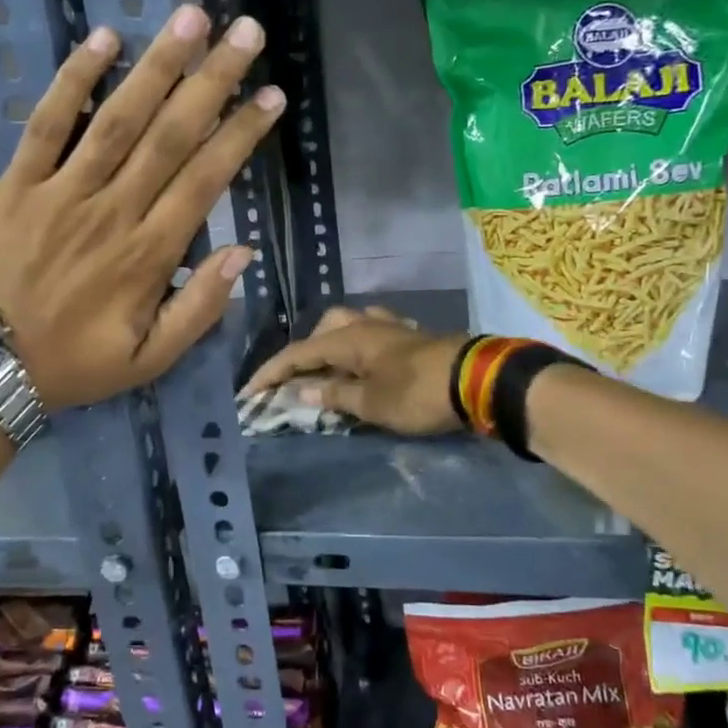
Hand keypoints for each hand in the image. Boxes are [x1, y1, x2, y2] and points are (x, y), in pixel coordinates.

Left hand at [0, 4, 283, 409]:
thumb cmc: (75, 365)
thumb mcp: (150, 361)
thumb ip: (200, 310)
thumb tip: (243, 255)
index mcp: (150, 255)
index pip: (206, 180)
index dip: (242, 134)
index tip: (271, 96)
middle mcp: (112, 211)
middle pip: (170, 135)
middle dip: (213, 80)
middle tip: (246, 32)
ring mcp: (62, 192)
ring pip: (117, 118)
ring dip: (157, 66)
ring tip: (191, 18)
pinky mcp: (18, 183)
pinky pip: (46, 123)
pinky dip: (72, 80)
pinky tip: (103, 39)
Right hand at [241, 306, 468, 434]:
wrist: (478, 380)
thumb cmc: (418, 393)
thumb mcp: (372, 403)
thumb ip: (335, 395)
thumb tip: (303, 391)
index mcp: (349, 338)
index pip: (298, 353)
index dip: (271, 373)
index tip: (249, 393)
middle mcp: (366, 324)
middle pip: (324, 329)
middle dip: (306, 352)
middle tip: (300, 381)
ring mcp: (392, 327)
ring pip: (351, 326)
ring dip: (334, 346)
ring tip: (332, 372)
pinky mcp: (413, 336)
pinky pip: (374, 335)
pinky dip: (361, 348)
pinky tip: (368, 365)